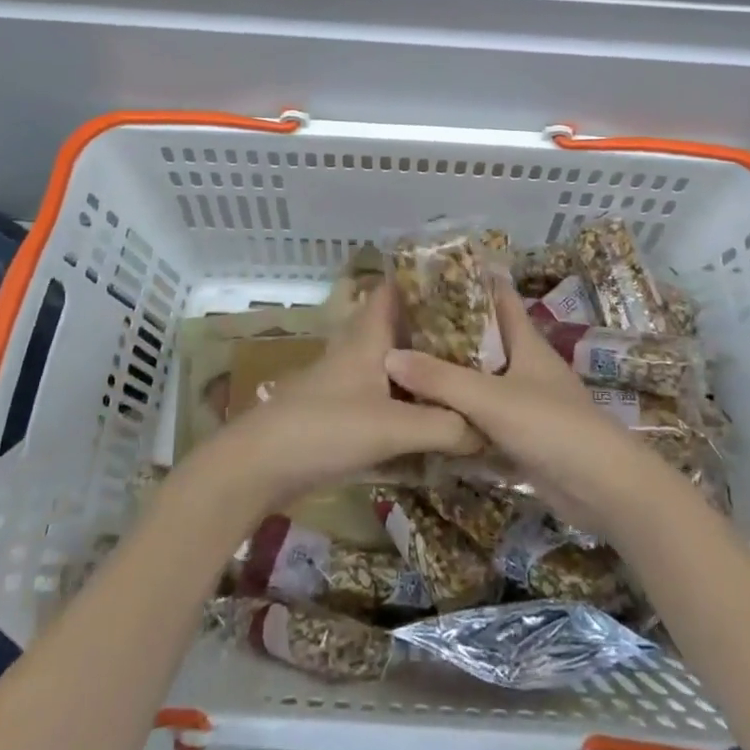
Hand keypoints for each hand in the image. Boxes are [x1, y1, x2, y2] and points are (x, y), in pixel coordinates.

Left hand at [199, 282, 483, 513]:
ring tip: (468, 376)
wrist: (260, 467)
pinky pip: (386, 396)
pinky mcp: (342, 412)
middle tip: (482, 339)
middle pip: (401, 329)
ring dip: (424, 369)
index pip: (394, 290)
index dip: (425, 282)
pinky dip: (410, 400)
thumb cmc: (325, 428)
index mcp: (367, 335)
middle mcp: (358, 350)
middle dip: (436, 331)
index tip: (465, 286)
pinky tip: (435, 418)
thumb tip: (489, 430)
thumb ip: (444, 427)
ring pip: (395, 364)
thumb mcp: (391, 427)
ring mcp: (348, 382)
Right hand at [383, 281, 678, 536]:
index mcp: (526, 342)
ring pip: (481, 381)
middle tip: (402, 326)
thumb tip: (388, 357)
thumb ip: (440, 379)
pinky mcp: (523, 438)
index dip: (471, 282)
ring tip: (404, 367)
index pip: (499, 298)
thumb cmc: (552, 426)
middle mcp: (526, 366)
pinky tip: (427, 417)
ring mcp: (526, 403)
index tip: (431, 274)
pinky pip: (483, 419)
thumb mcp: (491, 398)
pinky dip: (459, 415)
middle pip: (484, 340)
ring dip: (450, 376)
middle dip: (448, 331)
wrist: (603, 489)